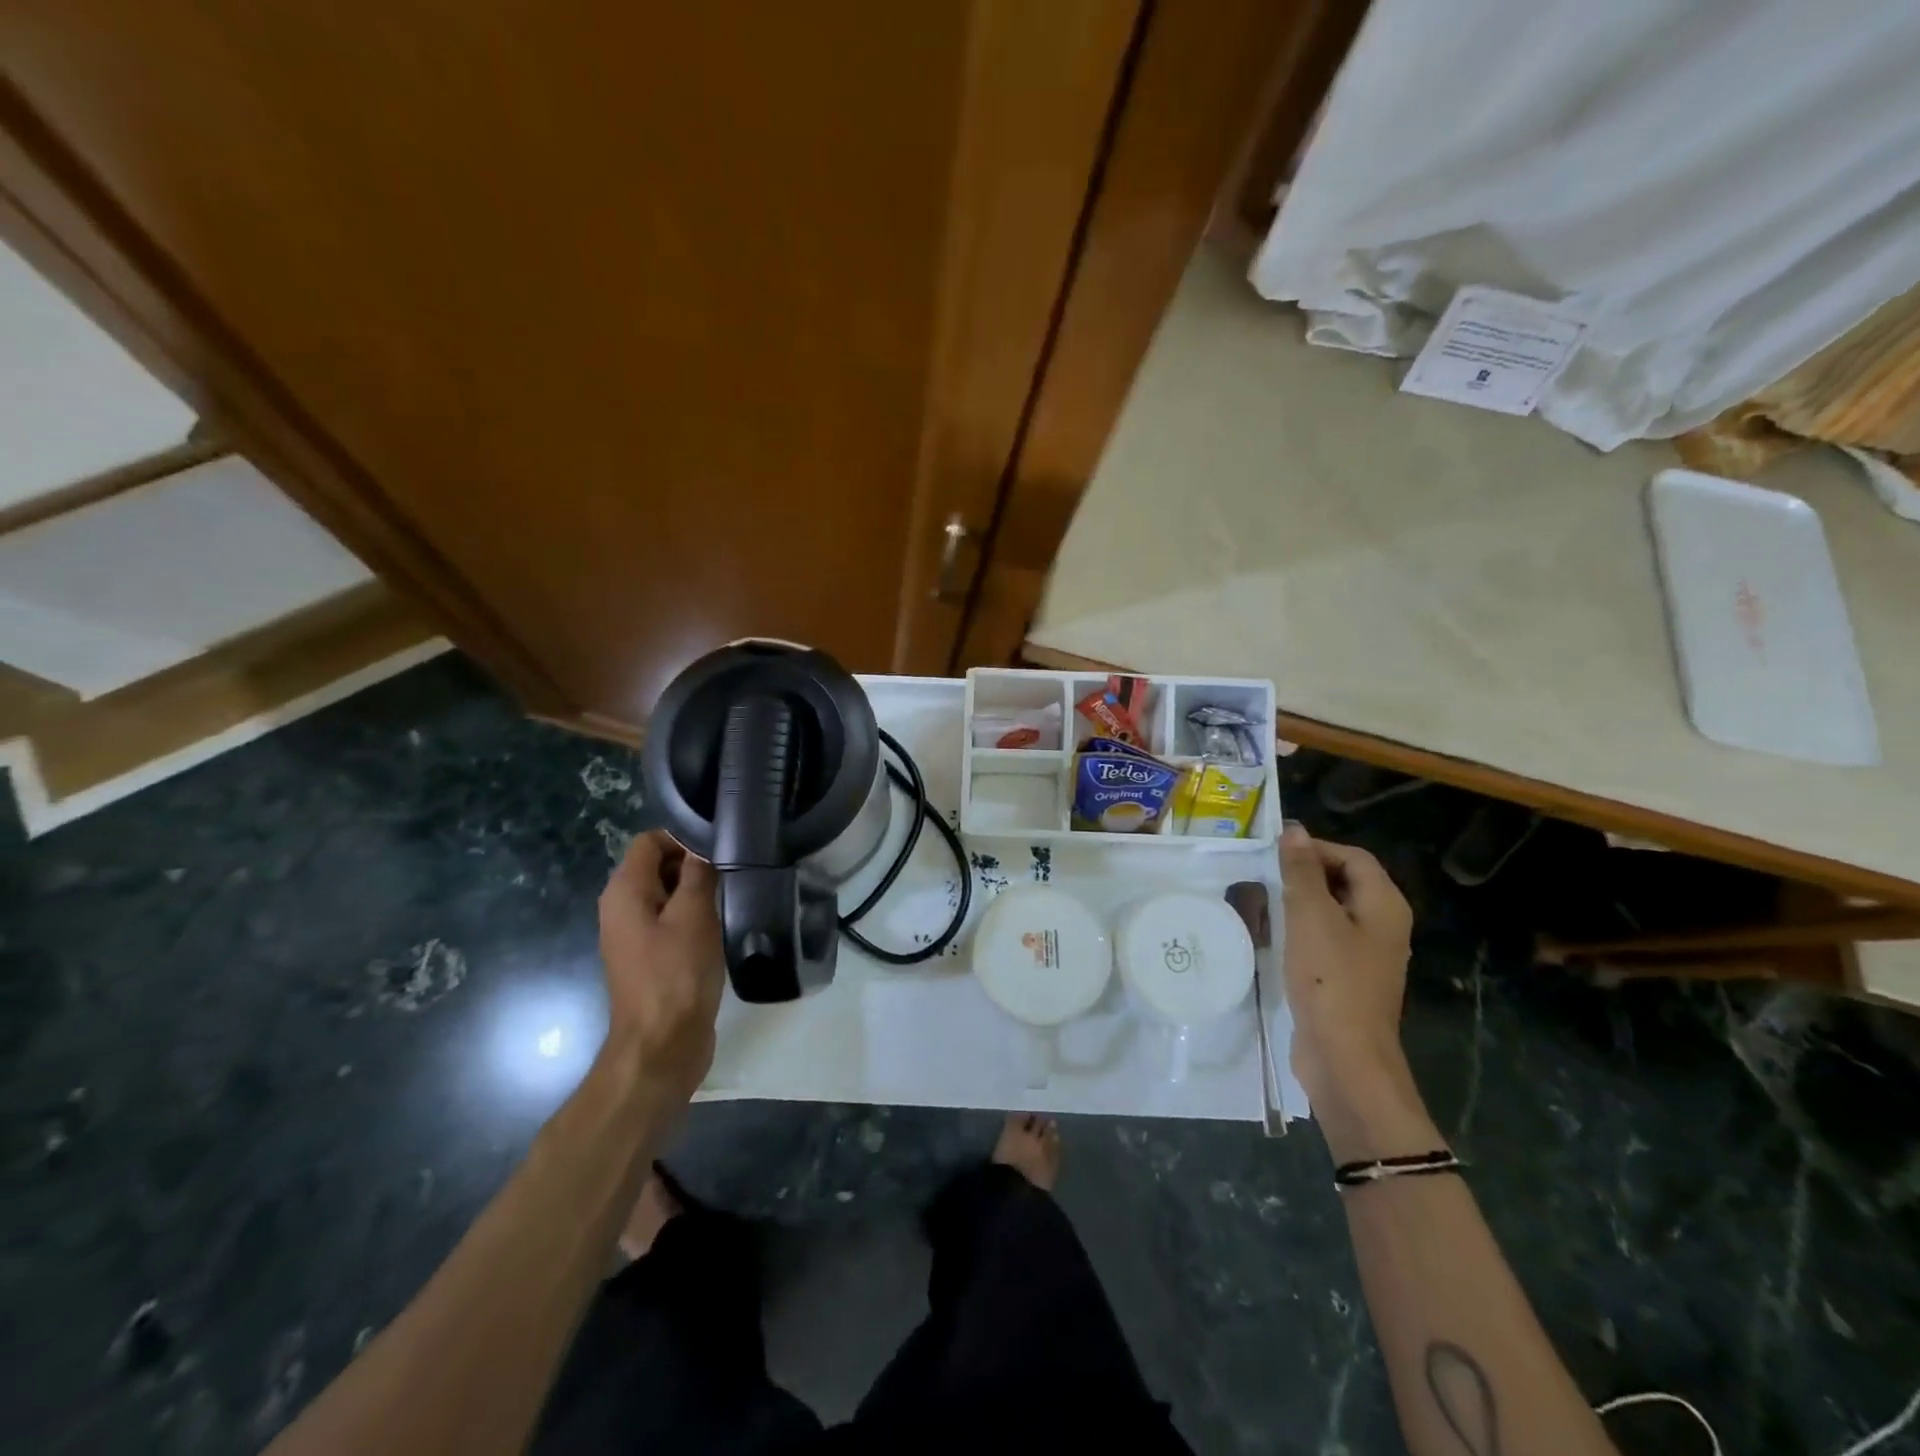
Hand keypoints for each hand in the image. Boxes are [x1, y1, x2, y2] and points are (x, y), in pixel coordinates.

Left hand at [598, 831, 724, 1102]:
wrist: (662, 1045)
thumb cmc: (676, 974)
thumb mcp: (694, 914)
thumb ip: (697, 873)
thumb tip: (703, 844)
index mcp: (624, 891)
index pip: (650, 841)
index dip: (684, 838)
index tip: (721, 850)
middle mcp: (621, 908)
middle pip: (657, 866)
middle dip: (693, 865)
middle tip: (732, 873)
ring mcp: (634, 935)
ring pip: (667, 894)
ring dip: (696, 893)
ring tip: (732, 897)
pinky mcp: (649, 957)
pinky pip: (670, 921)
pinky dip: (693, 917)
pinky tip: (720, 926)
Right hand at [1279, 823, 1415, 1113]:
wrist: (1344, 1057)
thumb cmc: (1330, 979)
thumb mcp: (1311, 916)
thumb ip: (1302, 871)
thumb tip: (1294, 831)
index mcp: (1385, 906)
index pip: (1354, 857)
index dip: (1316, 848)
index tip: (1274, 852)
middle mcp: (1383, 926)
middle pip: (1346, 882)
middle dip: (1306, 874)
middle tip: (1264, 873)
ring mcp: (1367, 956)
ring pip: (1332, 912)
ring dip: (1300, 903)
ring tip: (1262, 900)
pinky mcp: (1347, 979)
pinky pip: (1325, 940)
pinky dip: (1301, 931)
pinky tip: (1273, 937)